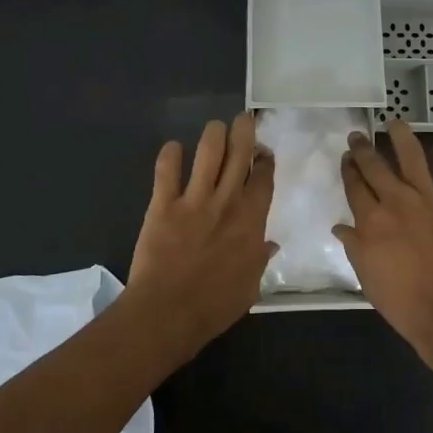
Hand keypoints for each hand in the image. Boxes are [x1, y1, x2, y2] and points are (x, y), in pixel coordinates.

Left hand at [125, 113, 276, 358]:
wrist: (168, 312)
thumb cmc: (215, 305)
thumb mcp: (250, 286)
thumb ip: (260, 260)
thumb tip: (270, 244)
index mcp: (251, 221)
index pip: (263, 179)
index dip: (265, 161)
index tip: (264, 153)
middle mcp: (226, 202)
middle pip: (239, 154)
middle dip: (244, 132)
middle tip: (243, 120)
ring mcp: (194, 200)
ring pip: (208, 153)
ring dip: (213, 135)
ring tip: (215, 127)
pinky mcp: (163, 204)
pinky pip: (166, 171)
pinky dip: (170, 155)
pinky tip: (173, 148)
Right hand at [334, 120, 432, 379]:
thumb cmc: (403, 302)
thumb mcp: (366, 277)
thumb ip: (353, 246)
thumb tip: (341, 226)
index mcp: (371, 220)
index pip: (354, 185)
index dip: (348, 169)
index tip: (345, 158)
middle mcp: (397, 200)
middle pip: (375, 165)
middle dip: (363, 148)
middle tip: (357, 136)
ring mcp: (430, 198)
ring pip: (412, 155)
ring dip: (401, 135)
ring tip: (393, 123)